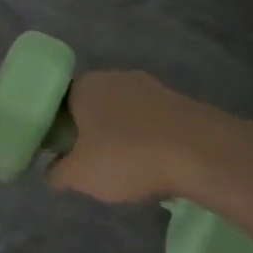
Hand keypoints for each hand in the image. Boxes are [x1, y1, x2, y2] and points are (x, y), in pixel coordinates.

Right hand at [47, 69, 232, 204]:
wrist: (200, 152)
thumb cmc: (127, 157)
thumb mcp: (80, 176)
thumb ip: (58, 173)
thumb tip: (52, 171)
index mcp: (84, 85)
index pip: (59, 102)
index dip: (59, 128)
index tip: (63, 154)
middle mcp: (113, 77)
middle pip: (93, 105)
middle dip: (92, 132)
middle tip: (93, 163)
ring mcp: (149, 86)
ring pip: (124, 112)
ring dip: (122, 135)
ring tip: (127, 167)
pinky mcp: (178, 100)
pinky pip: (151, 120)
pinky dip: (148, 138)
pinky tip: (155, 162)